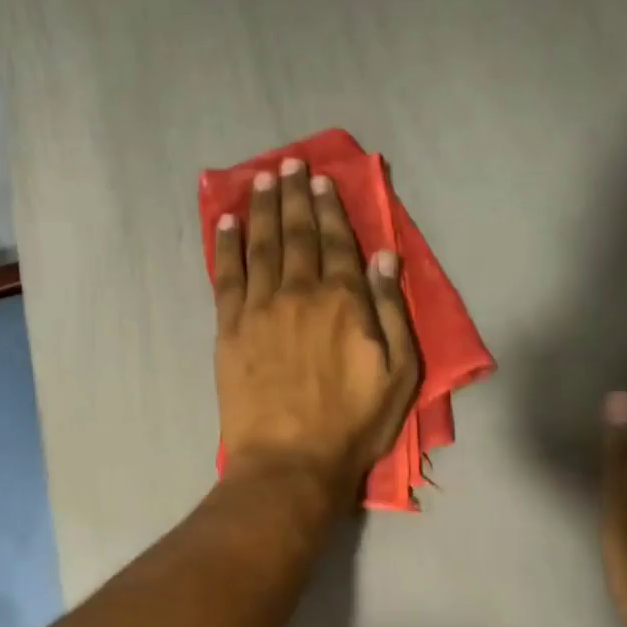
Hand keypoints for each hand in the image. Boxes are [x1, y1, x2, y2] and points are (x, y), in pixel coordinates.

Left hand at [212, 157, 419, 496]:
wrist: (289, 461)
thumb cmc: (352, 425)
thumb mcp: (399, 374)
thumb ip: (392, 311)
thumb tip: (385, 256)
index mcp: (345, 302)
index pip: (338, 243)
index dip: (330, 208)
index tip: (321, 180)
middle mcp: (300, 292)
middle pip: (297, 235)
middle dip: (294, 197)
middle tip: (288, 165)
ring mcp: (260, 309)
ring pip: (261, 246)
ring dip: (262, 209)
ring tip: (261, 179)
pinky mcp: (230, 329)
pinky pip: (226, 276)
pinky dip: (226, 246)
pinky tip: (227, 223)